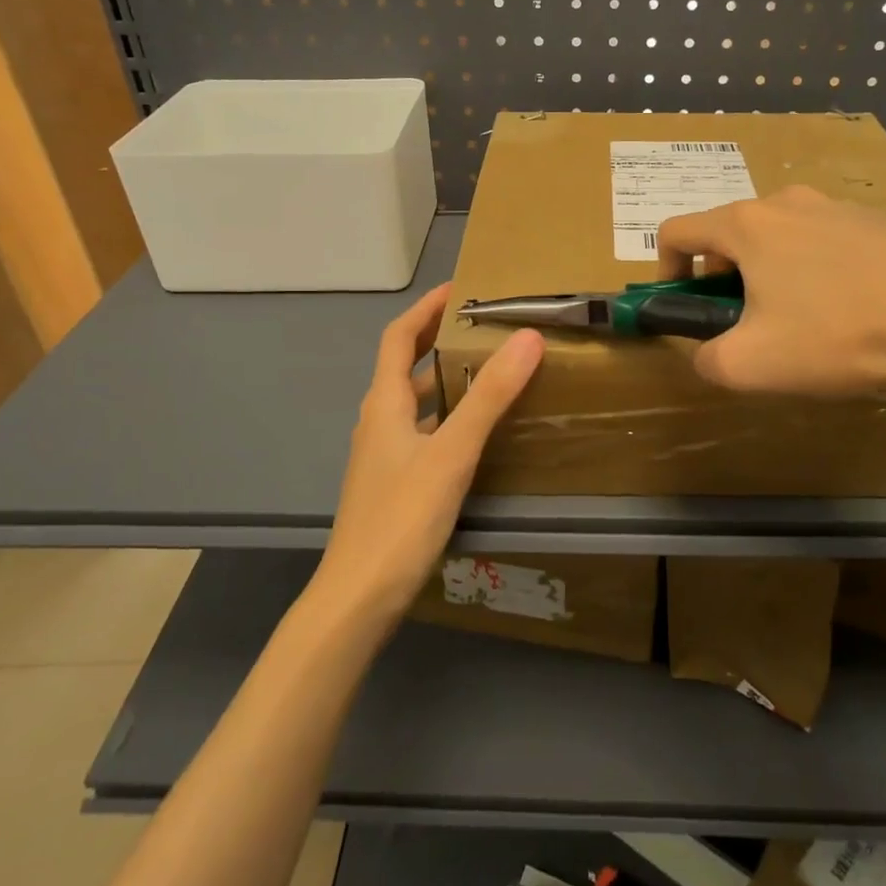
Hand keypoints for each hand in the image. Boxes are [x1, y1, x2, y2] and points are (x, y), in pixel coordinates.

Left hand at [310, 283, 543, 623]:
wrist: (358, 597)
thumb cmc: (401, 517)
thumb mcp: (451, 452)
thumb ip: (489, 397)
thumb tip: (527, 338)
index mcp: (384, 402)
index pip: (399, 337)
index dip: (426, 308)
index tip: (459, 288)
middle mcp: (378, 420)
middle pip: (404, 364)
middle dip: (437, 338)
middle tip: (481, 324)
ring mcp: (382, 454)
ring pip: (413, 400)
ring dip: (443, 376)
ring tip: (485, 368)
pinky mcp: (392, 481)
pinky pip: (420, 429)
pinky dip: (444, 413)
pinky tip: (471, 431)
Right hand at [655, 186, 885, 414]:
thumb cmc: (837, 336)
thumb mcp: (751, 366)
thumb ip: (707, 359)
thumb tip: (708, 352)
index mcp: (747, 225)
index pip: (677, 231)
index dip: (665, 270)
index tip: (684, 308)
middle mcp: (788, 203)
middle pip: (730, 234)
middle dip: (722, 279)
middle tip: (745, 325)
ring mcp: (839, 207)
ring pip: (780, 238)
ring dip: (770, 275)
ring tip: (802, 324)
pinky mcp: (880, 222)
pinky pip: (826, 243)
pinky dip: (816, 272)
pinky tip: (850, 313)